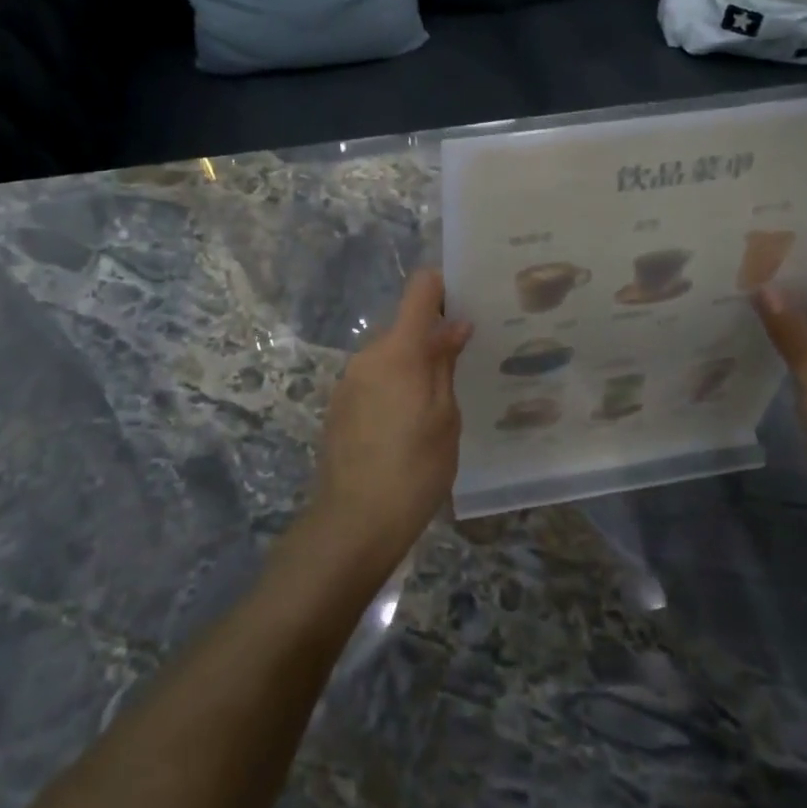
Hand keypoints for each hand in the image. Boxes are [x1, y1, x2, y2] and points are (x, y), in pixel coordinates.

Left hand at [311, 270, 472, 571]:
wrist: (354, 522)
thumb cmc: (415, 468)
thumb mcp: (445, 416)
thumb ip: (445, 363)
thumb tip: (454, 325)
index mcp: (399, 350)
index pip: (420, 289)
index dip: (443, 286)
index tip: (467, 301)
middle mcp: (368, 354)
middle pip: (405, 326)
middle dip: (432, 337)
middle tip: (464, 365)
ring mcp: (348, 380)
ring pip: (390, 355)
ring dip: (413, 366)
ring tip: (438, 404)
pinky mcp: (339, 405)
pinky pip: (374, 379)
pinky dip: (394, 387)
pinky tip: (407, 425)